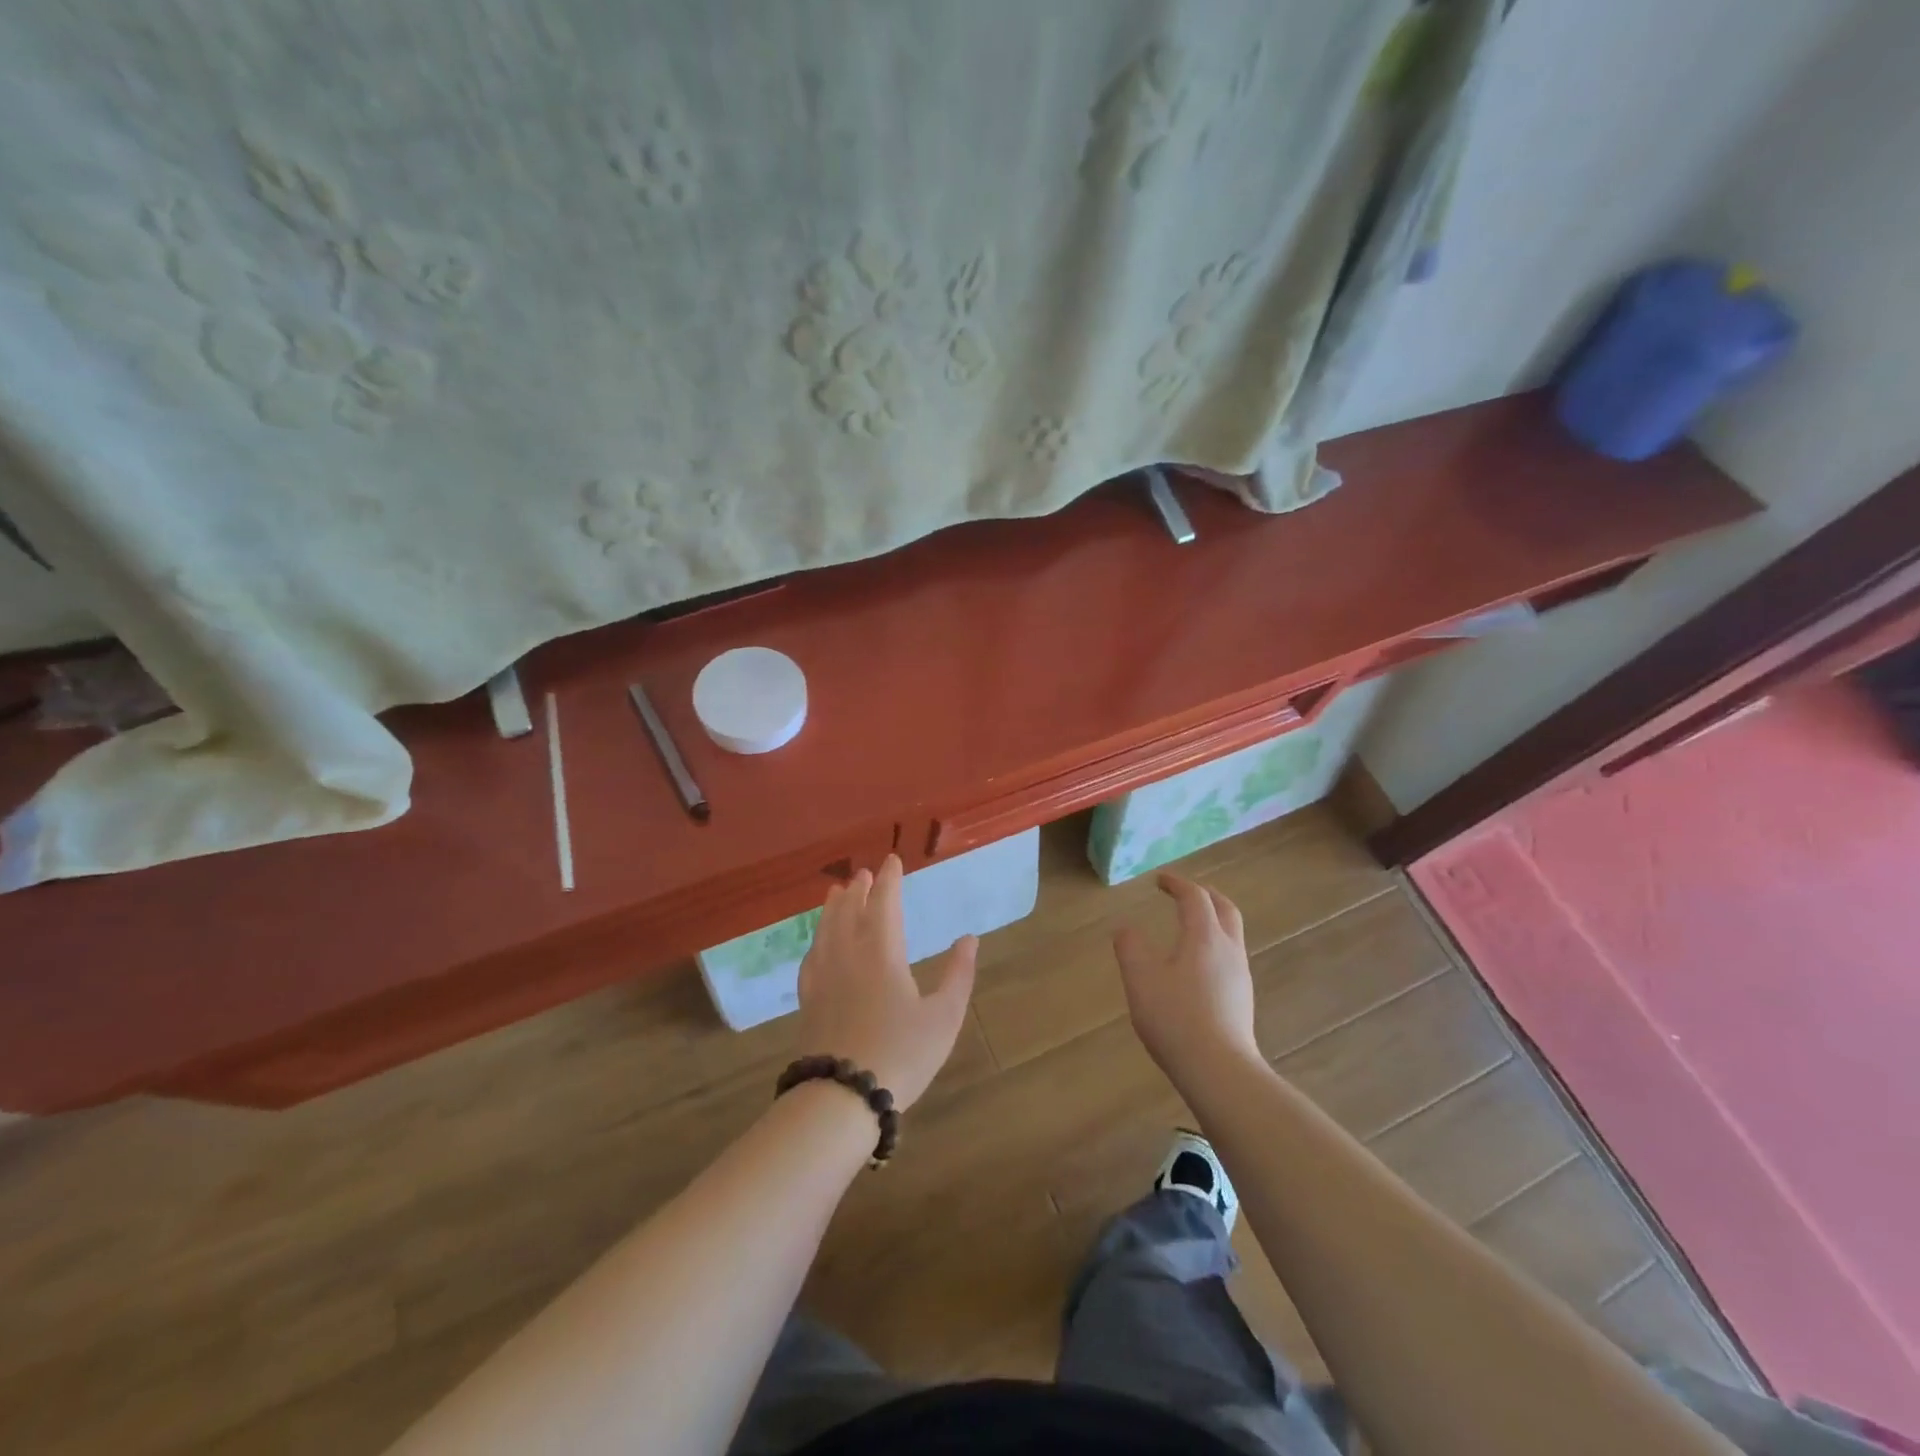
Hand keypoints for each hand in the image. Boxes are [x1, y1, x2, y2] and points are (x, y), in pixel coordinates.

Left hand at [795, 854, 977, 1111]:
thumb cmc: (901, 1054)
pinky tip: (817, 945)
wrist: (842, 1097)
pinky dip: (817, 940)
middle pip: (849, 911)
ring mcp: (823, 977)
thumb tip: (969, 938)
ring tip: (836, 893)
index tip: (892, 861)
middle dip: (858, 890)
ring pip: (826, 930)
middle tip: (863, 874)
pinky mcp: (808, 1001)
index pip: (884, 904)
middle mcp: (848, 955)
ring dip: (833, 908)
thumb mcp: (944, 1017)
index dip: (889, 881)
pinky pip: (811, 957)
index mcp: (882, 952)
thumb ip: (958, 974)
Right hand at [1112, 872, 1260, 1082]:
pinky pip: (1230, 957)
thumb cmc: (1176, 1018)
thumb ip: (1130, 947)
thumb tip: (1126, 928)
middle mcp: (1228, 949)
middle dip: (1205, 895)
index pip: (1195, 897)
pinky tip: (1198, 966)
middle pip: (1225, 909)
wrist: (1219, 1070)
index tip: (1159, 880)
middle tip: (1184, 893)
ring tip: (1190, 926)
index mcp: (1204, 937)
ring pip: (1231, 934)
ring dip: (1213, 920)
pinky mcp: (1242, 999)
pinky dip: (1214, 944)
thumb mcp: (1141, 979)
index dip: (1177, 884)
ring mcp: (1240, 975)